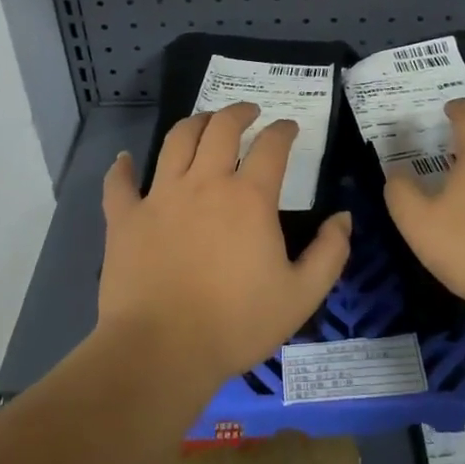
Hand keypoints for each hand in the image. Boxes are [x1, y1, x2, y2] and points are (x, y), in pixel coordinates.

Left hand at [98, 103, 350, 388]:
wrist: (161, 352)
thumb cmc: (236, 324)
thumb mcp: (301, 296)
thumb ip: (330, 253)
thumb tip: (344, 217)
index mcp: (249, 198)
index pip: (271, 146)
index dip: (283, 130)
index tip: (289, 127)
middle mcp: (205, 183)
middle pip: (221, 128)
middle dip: (239, 112)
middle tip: (249, 112)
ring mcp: (160, 196)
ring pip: (177, 140)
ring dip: (194, 123)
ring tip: (204, 121)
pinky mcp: (126, 218)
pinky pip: (120, 182)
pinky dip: (122, 167)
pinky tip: (125, 159)